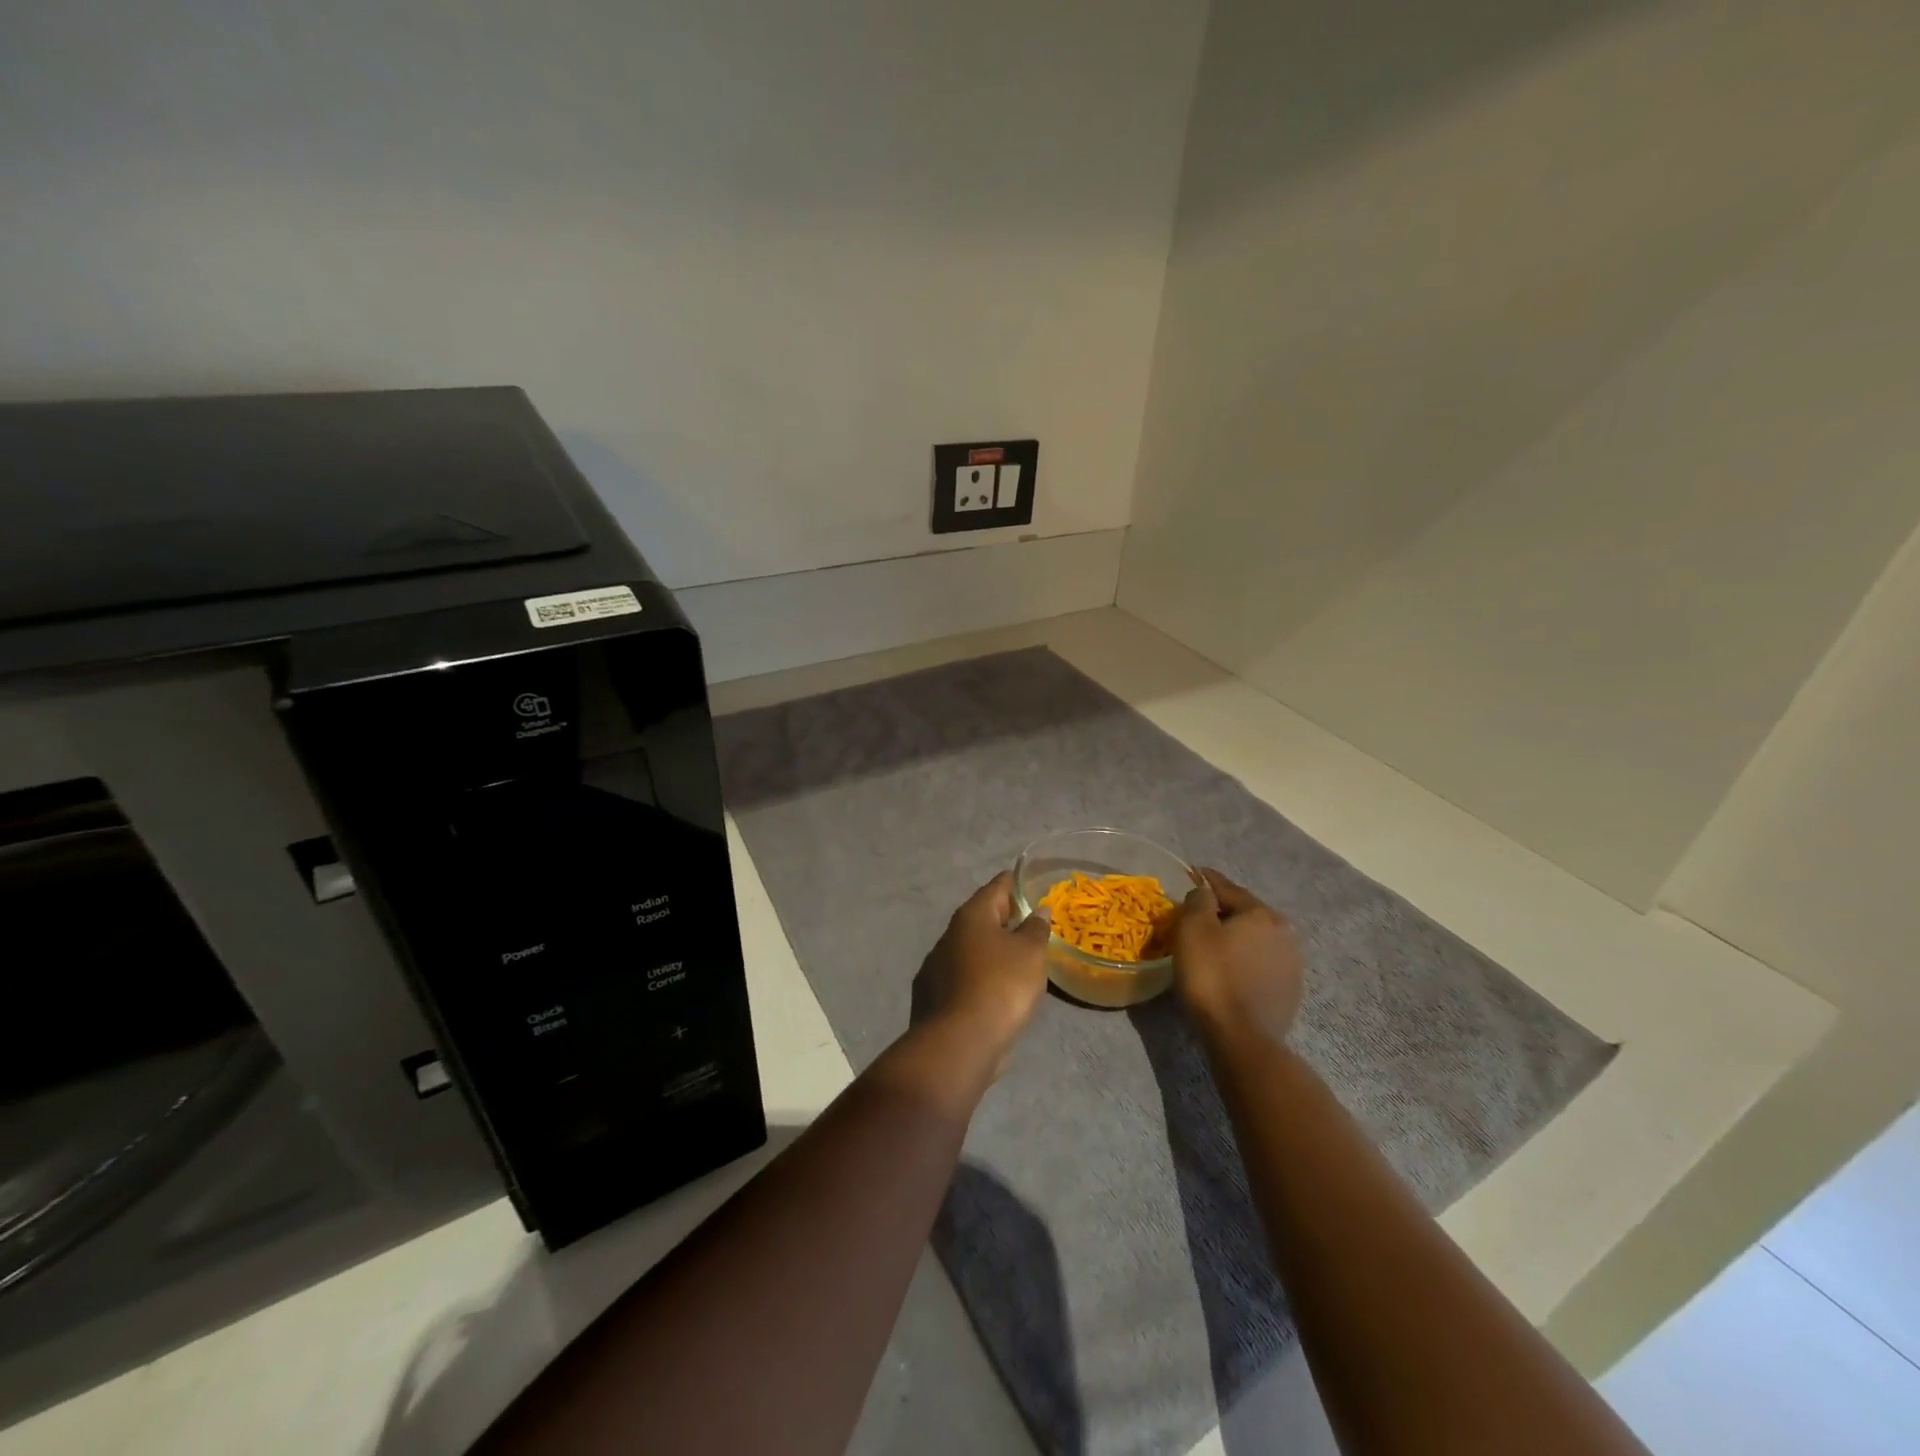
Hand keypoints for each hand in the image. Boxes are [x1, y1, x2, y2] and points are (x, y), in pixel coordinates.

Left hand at [917, 871, 1051, 1074]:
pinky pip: (962, 977)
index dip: (1016, 883)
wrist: (958, 1044)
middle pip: (982, 917)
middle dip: (1005, 919)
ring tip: (1016, 960)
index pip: (997, 887)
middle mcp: (949, 935)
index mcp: (972, 916)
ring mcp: (935, 966)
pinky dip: (979, 977)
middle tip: (1031, 924)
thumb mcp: (1030, 954)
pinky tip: (994, 992)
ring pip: (970, 949)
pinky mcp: (931, 997)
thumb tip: (1037, 910)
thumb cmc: (1000, 987)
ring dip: (991, 951)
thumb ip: (1035, 928)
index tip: (1032, 884)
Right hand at [1173, 868, 1303, 1042]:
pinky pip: (1259, 965)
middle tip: (1197, 914)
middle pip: (1245, 914)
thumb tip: (1205, 893)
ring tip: (1212, 945)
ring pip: (1255, 940)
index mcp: (1262, 914)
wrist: (1242, 1039)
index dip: (1206, 879)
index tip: (1192, 872)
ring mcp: (1291, 966)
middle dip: (1222, 911)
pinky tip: (1229, 971)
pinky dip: (1243, 961)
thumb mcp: (1193, 929)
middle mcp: (1284, 934)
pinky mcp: (1289, 993)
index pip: (1228, 888)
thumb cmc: (1212, 976)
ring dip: (1235, 938)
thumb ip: (1199, 901)